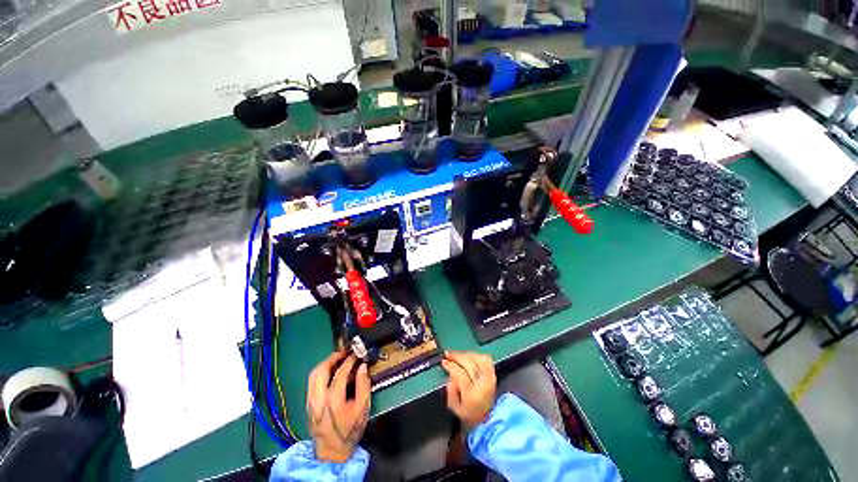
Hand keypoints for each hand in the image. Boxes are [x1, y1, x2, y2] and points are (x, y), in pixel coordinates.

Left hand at [306, 351, 370, 462]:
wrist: (332, 451)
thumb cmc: (350, 429)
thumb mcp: (362, 408)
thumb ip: (363, 385)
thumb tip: (362, 366)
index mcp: (333, 399)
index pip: (340, 373)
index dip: (349, 361)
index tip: (357, 355)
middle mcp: (318, 398)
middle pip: (321, 370)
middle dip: (333, 358)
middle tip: (344, 352)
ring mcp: (311, 401)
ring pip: (313, 375)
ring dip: (325, 363)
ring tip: (337, 359)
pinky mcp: (308, 404)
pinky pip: (311, 382)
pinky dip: (320, 372)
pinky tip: (330, 371)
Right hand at [441, 351, 495, 429]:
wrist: (488, 420)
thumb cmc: (469, 415)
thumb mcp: (454, 407)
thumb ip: (450, 390)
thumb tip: (450, 374)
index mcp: (471, 394)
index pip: (459, 373)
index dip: (450, 366)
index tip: (443, 362)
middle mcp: (482, 384)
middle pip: (468, 364)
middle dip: (456, 357)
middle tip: (447, 354)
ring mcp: (490, 378)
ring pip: (477, 359)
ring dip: (465, 354)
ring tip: (456, 355)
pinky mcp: (493, 375)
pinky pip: (486, 359)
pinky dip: (476, 355)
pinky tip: (468, 356)